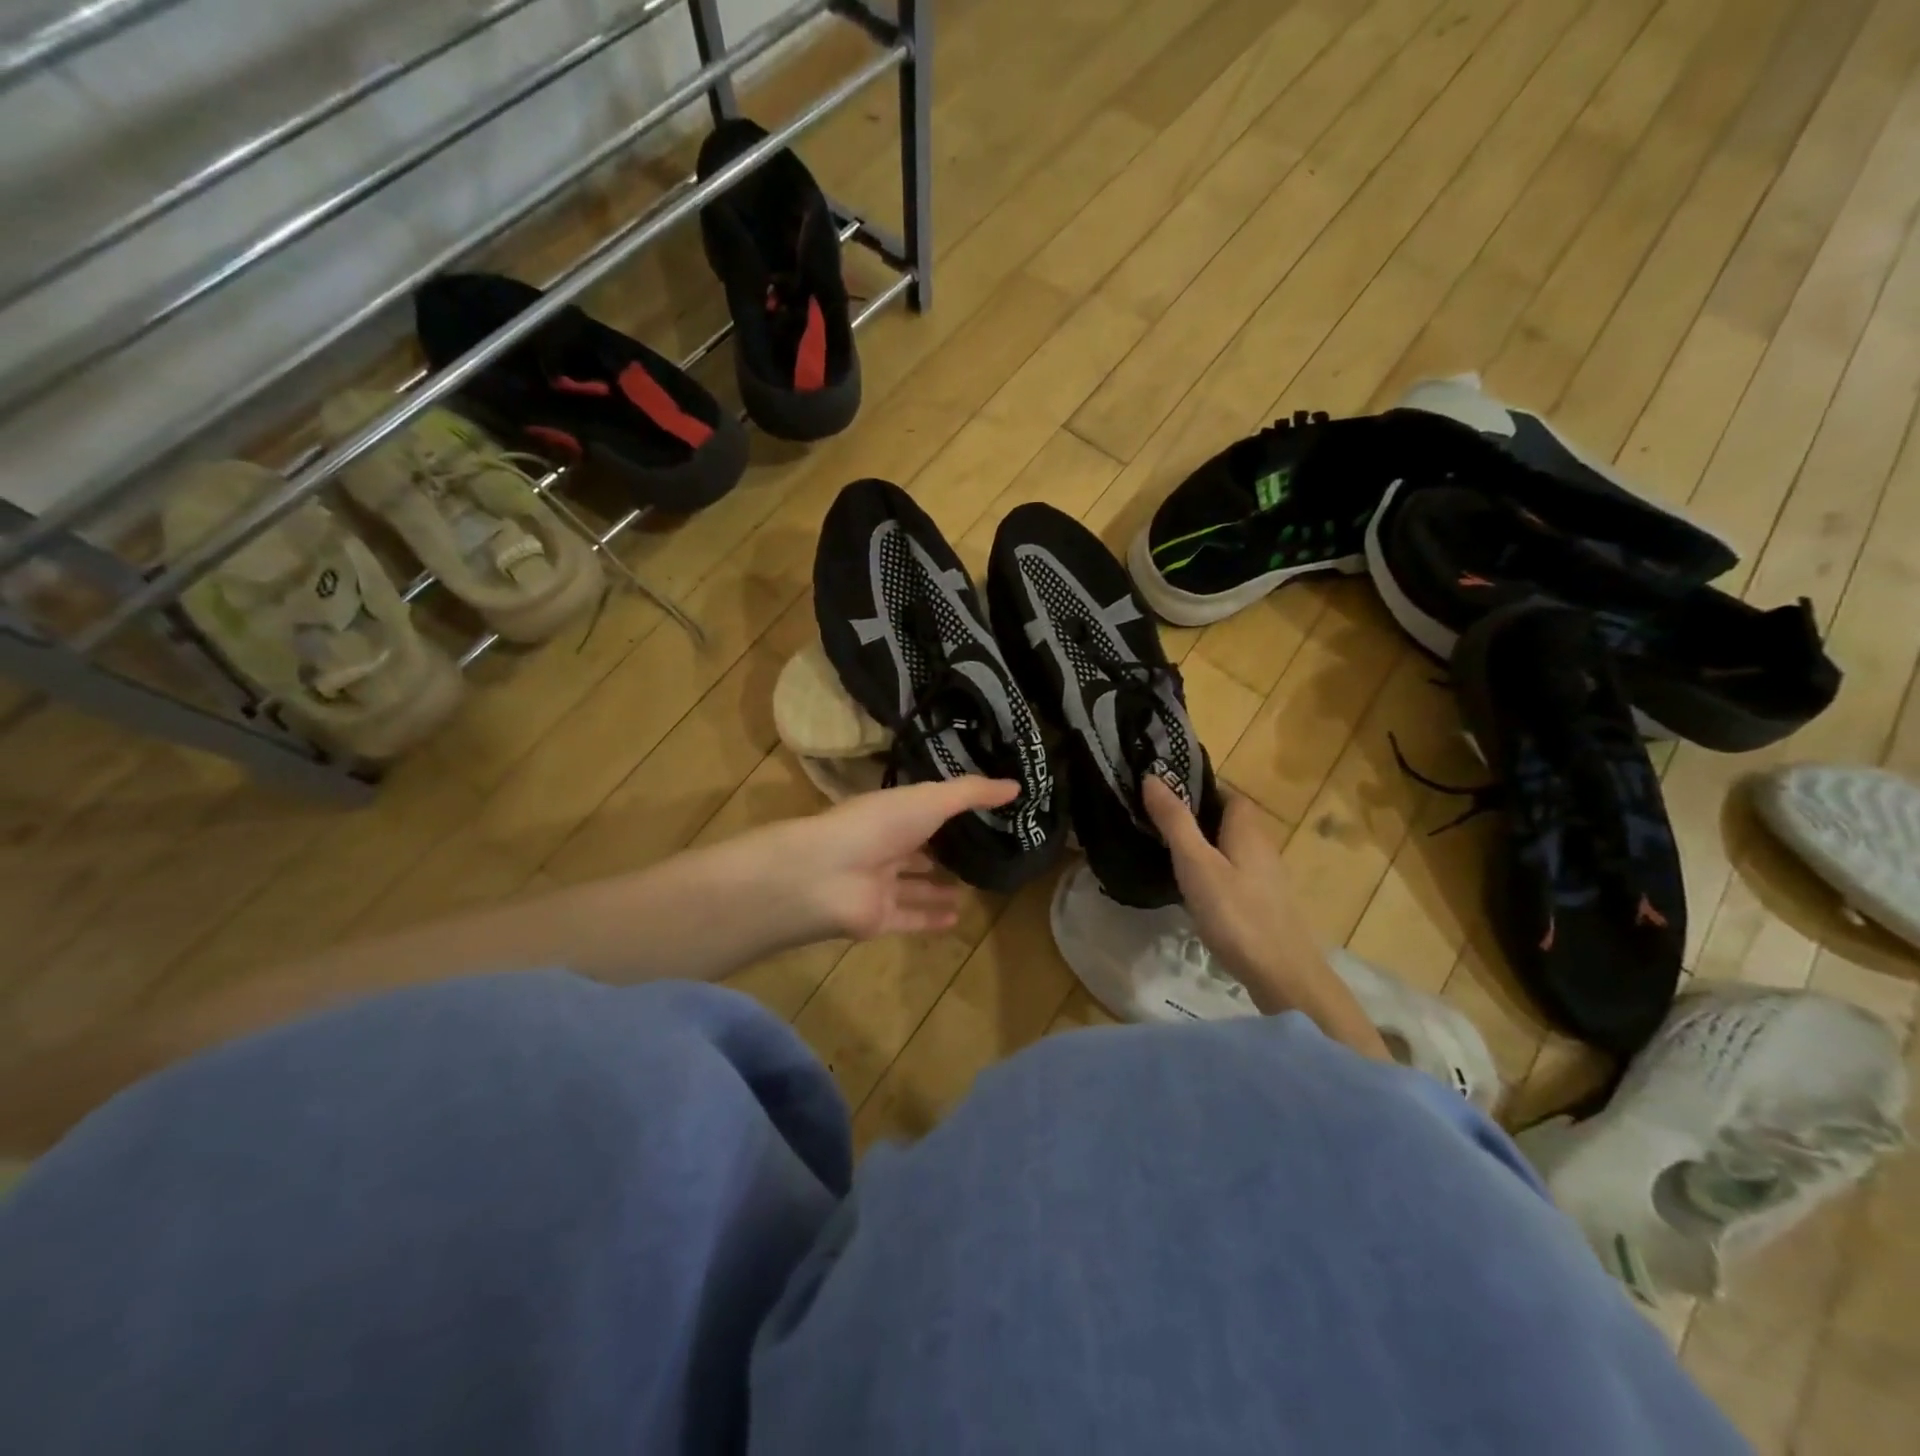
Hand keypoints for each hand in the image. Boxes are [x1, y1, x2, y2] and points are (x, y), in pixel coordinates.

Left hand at [762, 776, 1017, 943]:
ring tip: (971, 889)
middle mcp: (882, 846)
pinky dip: (931, 920)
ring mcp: (878, 884)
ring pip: (912, 887)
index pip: (920, 810)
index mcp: (890, 814)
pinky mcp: (878, 919)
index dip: (945, 811)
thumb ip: (971, 793)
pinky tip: (958, 919)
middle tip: (978, 855)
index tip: (979, 813)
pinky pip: (909, 919)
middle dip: (940, 852)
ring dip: (937, 888)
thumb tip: (1016, 786)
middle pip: (915, 850)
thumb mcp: (930, 799)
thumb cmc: (878, 826)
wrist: (827, 876)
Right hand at [1142, 777, 1330, 1011]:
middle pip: (1227, 819)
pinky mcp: (1264, 902)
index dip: (1196, 787)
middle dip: (1195, 815)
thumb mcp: (1196, 864)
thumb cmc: (1236, 914)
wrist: (1282, 976)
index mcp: (1247, 828)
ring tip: (1165, 851)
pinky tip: (1192, 888)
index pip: (1225, 792)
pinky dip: (1212, 870)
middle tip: (1155, 821)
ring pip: (1230, 847)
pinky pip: (1234, 872)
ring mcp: (1266, 876)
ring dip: (1203, 844)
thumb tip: (1152, 777)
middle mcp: (1262, 845)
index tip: (1162, 791)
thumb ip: (1174, 821)